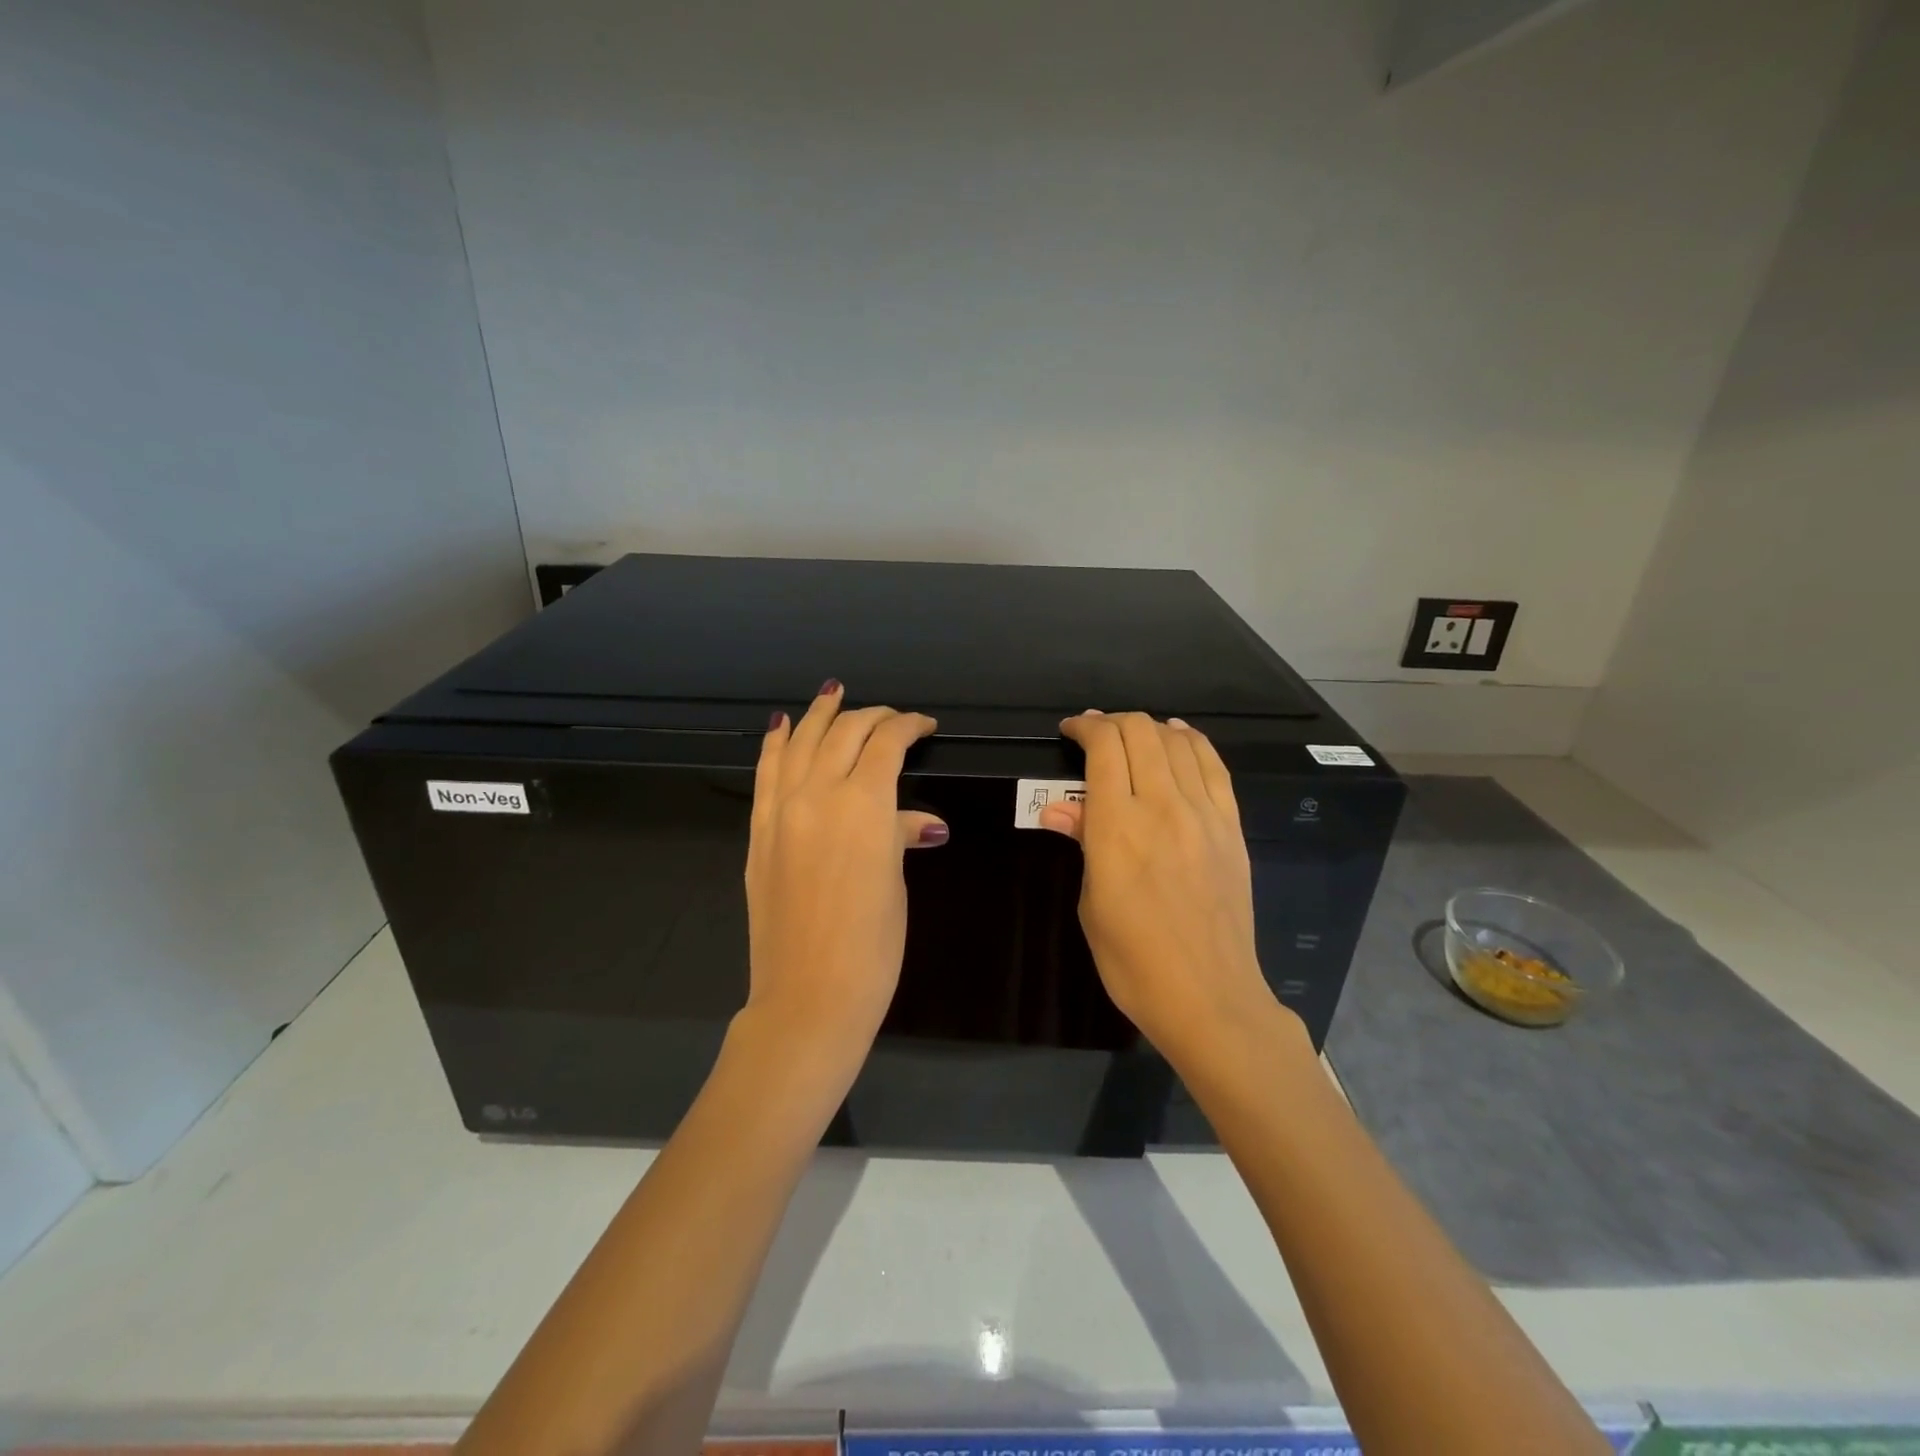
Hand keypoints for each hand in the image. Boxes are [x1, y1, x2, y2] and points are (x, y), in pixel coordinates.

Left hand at [743, 682, 944, 1077]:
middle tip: (892, 719)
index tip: (925, 726)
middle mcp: (818, 793)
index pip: (887, 743)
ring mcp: (781, 809)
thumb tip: (923, 822)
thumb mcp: (895, 882)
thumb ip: (900, 835)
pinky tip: (783, 725)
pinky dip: (777, 743)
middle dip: (872, 717)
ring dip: (820, 714)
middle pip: (844, 733)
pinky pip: (766, 772)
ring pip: (801, 741)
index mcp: (864, 804)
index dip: (909, 726)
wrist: (808, 993)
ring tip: (833, 693)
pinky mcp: (759, 830)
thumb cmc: (871, 944)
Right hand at [1039, 711, 1285, 1064]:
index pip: (1103, 748)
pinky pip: (1214, 766)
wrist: (1209, 997)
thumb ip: (1084, 842)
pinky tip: (1179, 737)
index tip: (1070, 730)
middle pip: (1140, 733)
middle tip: (1095, 733)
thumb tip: (1059, 807)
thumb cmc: (1133, 960)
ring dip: (1150, 728)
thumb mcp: (1091, 903)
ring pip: (1178, 742)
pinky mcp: (1231, 827)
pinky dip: (1192, 742)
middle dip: (1112, 722)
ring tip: (1132, 734)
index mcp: (1117, 827)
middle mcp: (1161, 807)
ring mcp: (1203, 814)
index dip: (1085, 727)